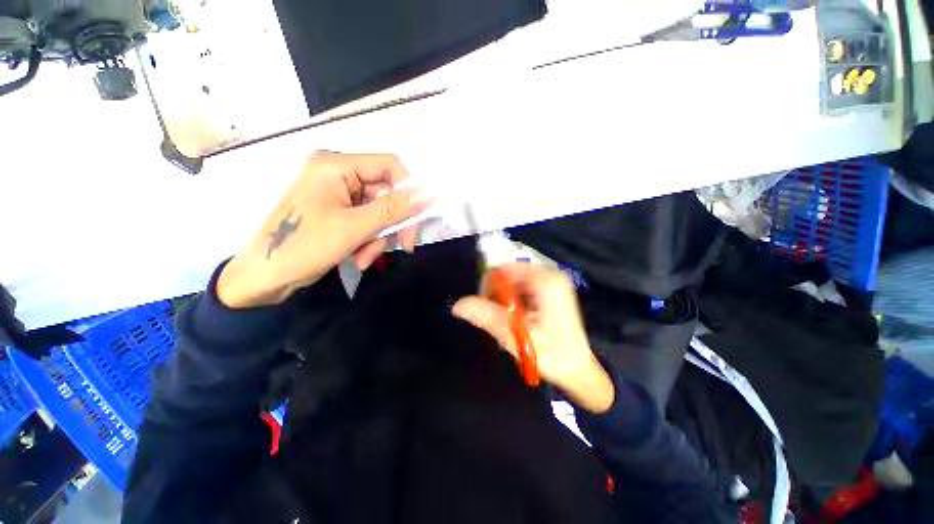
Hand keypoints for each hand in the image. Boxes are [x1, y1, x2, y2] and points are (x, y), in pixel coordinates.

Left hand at [218, 151, 431, 307]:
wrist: (264, 278)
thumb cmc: (303, 246)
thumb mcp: (354, 227)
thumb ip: (393, 209)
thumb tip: (428, 195)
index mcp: (336, 165)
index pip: (390, 165)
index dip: (408, 189)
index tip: (417, 217)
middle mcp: (338, 173)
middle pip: (386, 192)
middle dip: (392, 223)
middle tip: (404, 246)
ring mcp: (338, 193)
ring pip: (380, 211)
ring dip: (379, 237)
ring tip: (365, 258)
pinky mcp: (338, 211)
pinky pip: (368, 221)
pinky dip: (369, 240)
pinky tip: (358, 258)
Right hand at [452, 264, 614, 412]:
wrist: (579, 372)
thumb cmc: (552, 354)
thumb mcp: (514, 335)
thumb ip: (486, 316)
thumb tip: (457, 304)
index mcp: (545, 280)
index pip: (503, 269)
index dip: (489, 286)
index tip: (487, 307)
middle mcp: (550, 274)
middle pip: (509, 275)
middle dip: (498, 296)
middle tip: (499, 320)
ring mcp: (552, 282)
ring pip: (514, 283)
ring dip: (505, 302)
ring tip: (510, 324)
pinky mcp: (551, 291)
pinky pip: (522, 289)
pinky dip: (514, 303)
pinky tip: (517, 321)